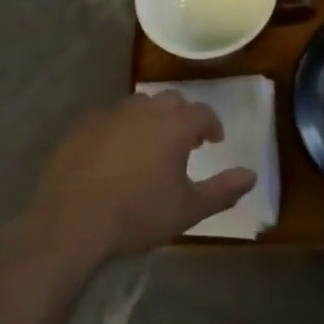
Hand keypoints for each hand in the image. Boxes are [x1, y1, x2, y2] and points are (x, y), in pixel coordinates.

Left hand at [28, 91, 255, 261]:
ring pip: (139, 105)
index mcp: (174, 126)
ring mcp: (110, 115)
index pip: (202, 113)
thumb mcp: (187, 210)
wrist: (71, 222)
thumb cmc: (137, 214)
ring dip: (151, 118)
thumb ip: (223, 191)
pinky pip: (109, 119)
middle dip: (182, 116)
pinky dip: (120, 129)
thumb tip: (252, 176)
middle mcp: (144, 110)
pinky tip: (114, 154)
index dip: (212, 125)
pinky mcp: (82, 128)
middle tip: (185, 140)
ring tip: (150, 145)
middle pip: (171, 100)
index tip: (214, 141)